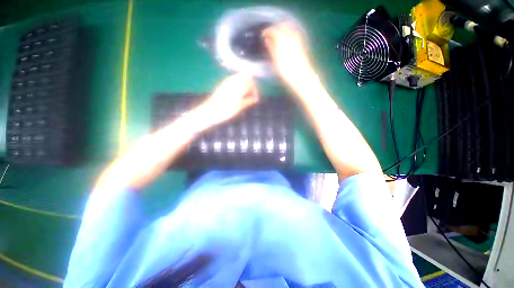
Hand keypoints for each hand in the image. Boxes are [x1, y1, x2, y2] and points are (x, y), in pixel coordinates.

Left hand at [198, 73, 258, 124]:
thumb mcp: (239, 107)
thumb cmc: (226, 110)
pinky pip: (234, 81)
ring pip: (240, 78)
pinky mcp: (223, 85)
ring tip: (244, 97)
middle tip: (250, 97)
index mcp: (238, 85)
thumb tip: (255, 99)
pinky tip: (237, 96)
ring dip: (245, 86)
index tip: (254, 100)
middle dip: (250, 86)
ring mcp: (227, 82)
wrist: (210, 112)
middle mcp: (233, 80)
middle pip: (246, 77)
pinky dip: (239, 86)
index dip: (254, 90)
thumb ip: (248, 101)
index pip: (251, 81)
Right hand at [262, 24, 315, 87]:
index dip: (267, 31)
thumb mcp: (276, 61)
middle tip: (269, 33)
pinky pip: (293, 33)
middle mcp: (291, 37)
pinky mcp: (301, 45)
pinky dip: (288, 33)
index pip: (274, 30)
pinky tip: (285, 38)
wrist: (301, 76)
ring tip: (276, 35)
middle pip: (282, 26)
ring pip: (289, 29)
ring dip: (282, 29)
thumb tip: (267, 39)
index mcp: (283, 40)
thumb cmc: (286, 71)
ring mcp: (297, 40)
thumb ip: (271, 48)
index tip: (262, 34)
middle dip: (275, 28)